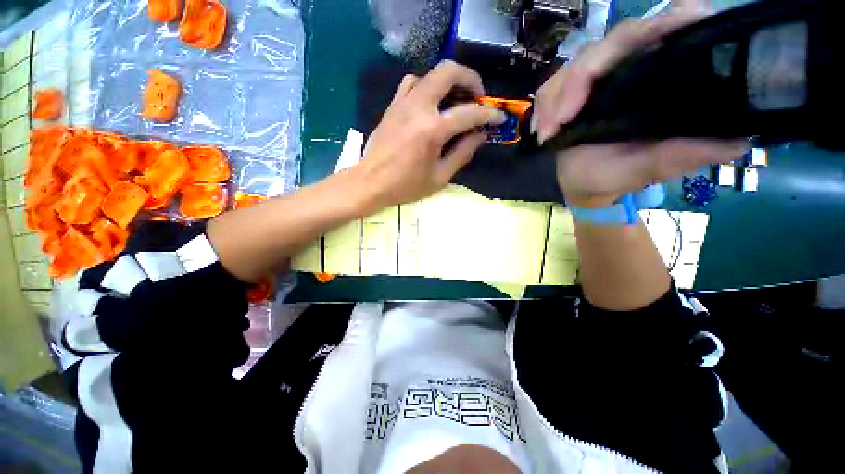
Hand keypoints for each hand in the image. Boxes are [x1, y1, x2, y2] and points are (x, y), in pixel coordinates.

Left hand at [349, 60, 505, 213]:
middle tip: (477, 98)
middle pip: (449, 71)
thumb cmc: (406, 185)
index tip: (499, 117)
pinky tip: (430, 103)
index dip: (489, 114)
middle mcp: (419, 107)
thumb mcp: (440, 177)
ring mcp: (403, 103)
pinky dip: (426, 86)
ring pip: (430, 74)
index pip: (469, 113)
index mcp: (433, 130)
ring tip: (455, 101)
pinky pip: (412, 83)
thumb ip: (463, 153)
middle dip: (470, 79)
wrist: (371, 182)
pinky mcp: (393, 105)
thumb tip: (480, 135)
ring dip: (448, 82)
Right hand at [533, 0, 747, 207]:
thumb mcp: (650, 169)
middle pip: (608, 44)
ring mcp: (599, 78)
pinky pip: (552, 85)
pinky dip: (543, 107)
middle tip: (558, 123)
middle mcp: (633, 67)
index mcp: (662, 78)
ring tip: (546, 134)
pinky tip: (541, 130)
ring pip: (573, 64)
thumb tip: (738, 140)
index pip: (664, 31)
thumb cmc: (616, 177)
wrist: (583, 185)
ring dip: (554, 99)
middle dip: (577, 82)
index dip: (658, 27)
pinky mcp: (572, 91)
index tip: (633, 55)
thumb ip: (682, 155)